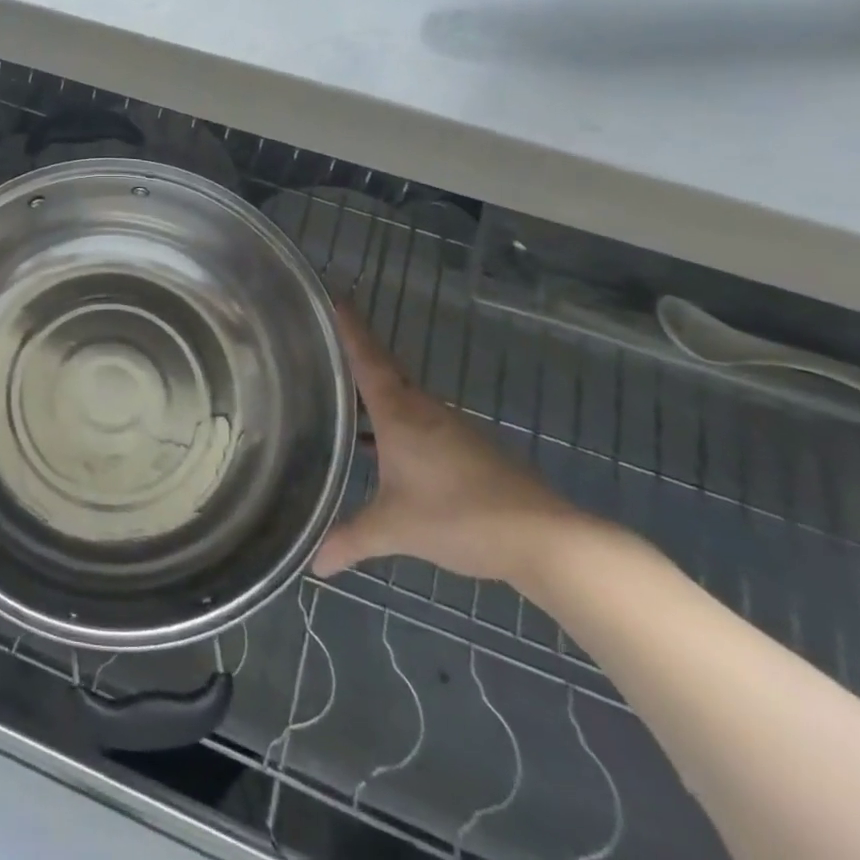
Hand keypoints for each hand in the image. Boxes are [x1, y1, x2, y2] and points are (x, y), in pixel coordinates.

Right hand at [313, 304, 580, 583]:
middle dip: (352, 355)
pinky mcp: (466, 447)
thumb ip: (350, 539)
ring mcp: (447, 426)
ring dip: (371, 392)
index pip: (365, 355)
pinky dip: (392, 419)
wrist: (546, 540)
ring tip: (338, 395)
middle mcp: (422, 407)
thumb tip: (313, 564)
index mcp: (398, 411)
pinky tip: (380, 445)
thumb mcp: (395, 529)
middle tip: (317, 344)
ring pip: (399, 397)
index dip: (347, 325)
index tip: (330, 295)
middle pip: (381, 370)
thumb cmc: (460, 518)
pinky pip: (416, 419)